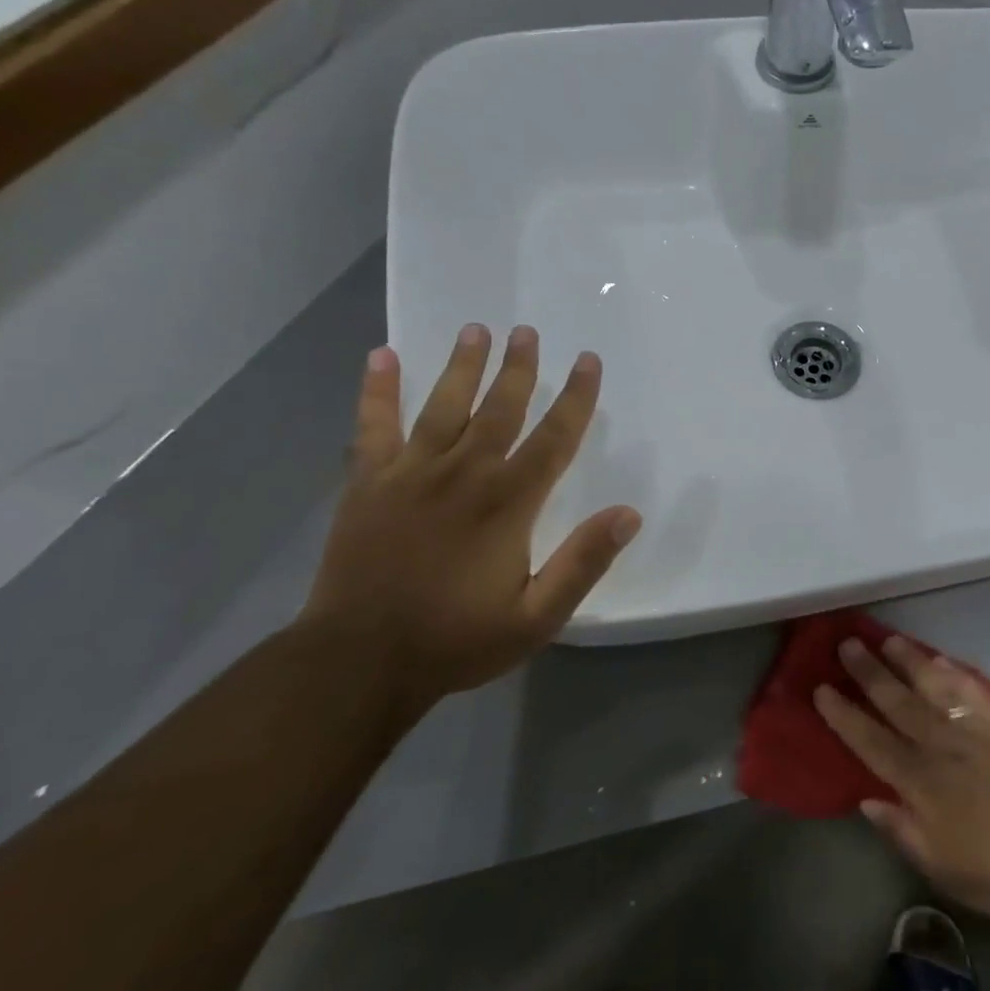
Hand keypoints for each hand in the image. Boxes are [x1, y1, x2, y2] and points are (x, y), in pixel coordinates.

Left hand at [301, 324, 640, 707]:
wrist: (360, 660)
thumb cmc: (456, 639)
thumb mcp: (537, 616)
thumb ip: (583, 562)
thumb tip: (629, 514)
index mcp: (508, 503)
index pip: (553, 439)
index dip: (575, 399)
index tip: (588, 362)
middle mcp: (463, 475)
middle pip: (499, 409)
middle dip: (518, 369)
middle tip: (528, 331)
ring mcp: (410, 474)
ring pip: (443, 406)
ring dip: (462, 366)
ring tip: (476, 329)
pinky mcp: (367, 483)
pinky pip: (373, 426)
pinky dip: (377, 390)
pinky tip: (381, 356)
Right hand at [816, 636, 989, 917]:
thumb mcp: (938, 865)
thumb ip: (900, 828)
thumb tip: (866, 798)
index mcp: (920, 783)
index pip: (871, 741)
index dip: (844, 715)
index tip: (822, 689)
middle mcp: (940, 747)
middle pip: (897, 702)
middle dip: (869, 673)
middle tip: (848, 644)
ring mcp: (973, 730)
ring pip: (933, 686)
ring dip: (908, 661)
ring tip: (888, 639)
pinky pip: (972, 690)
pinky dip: (953, 672)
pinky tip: (938, 659)